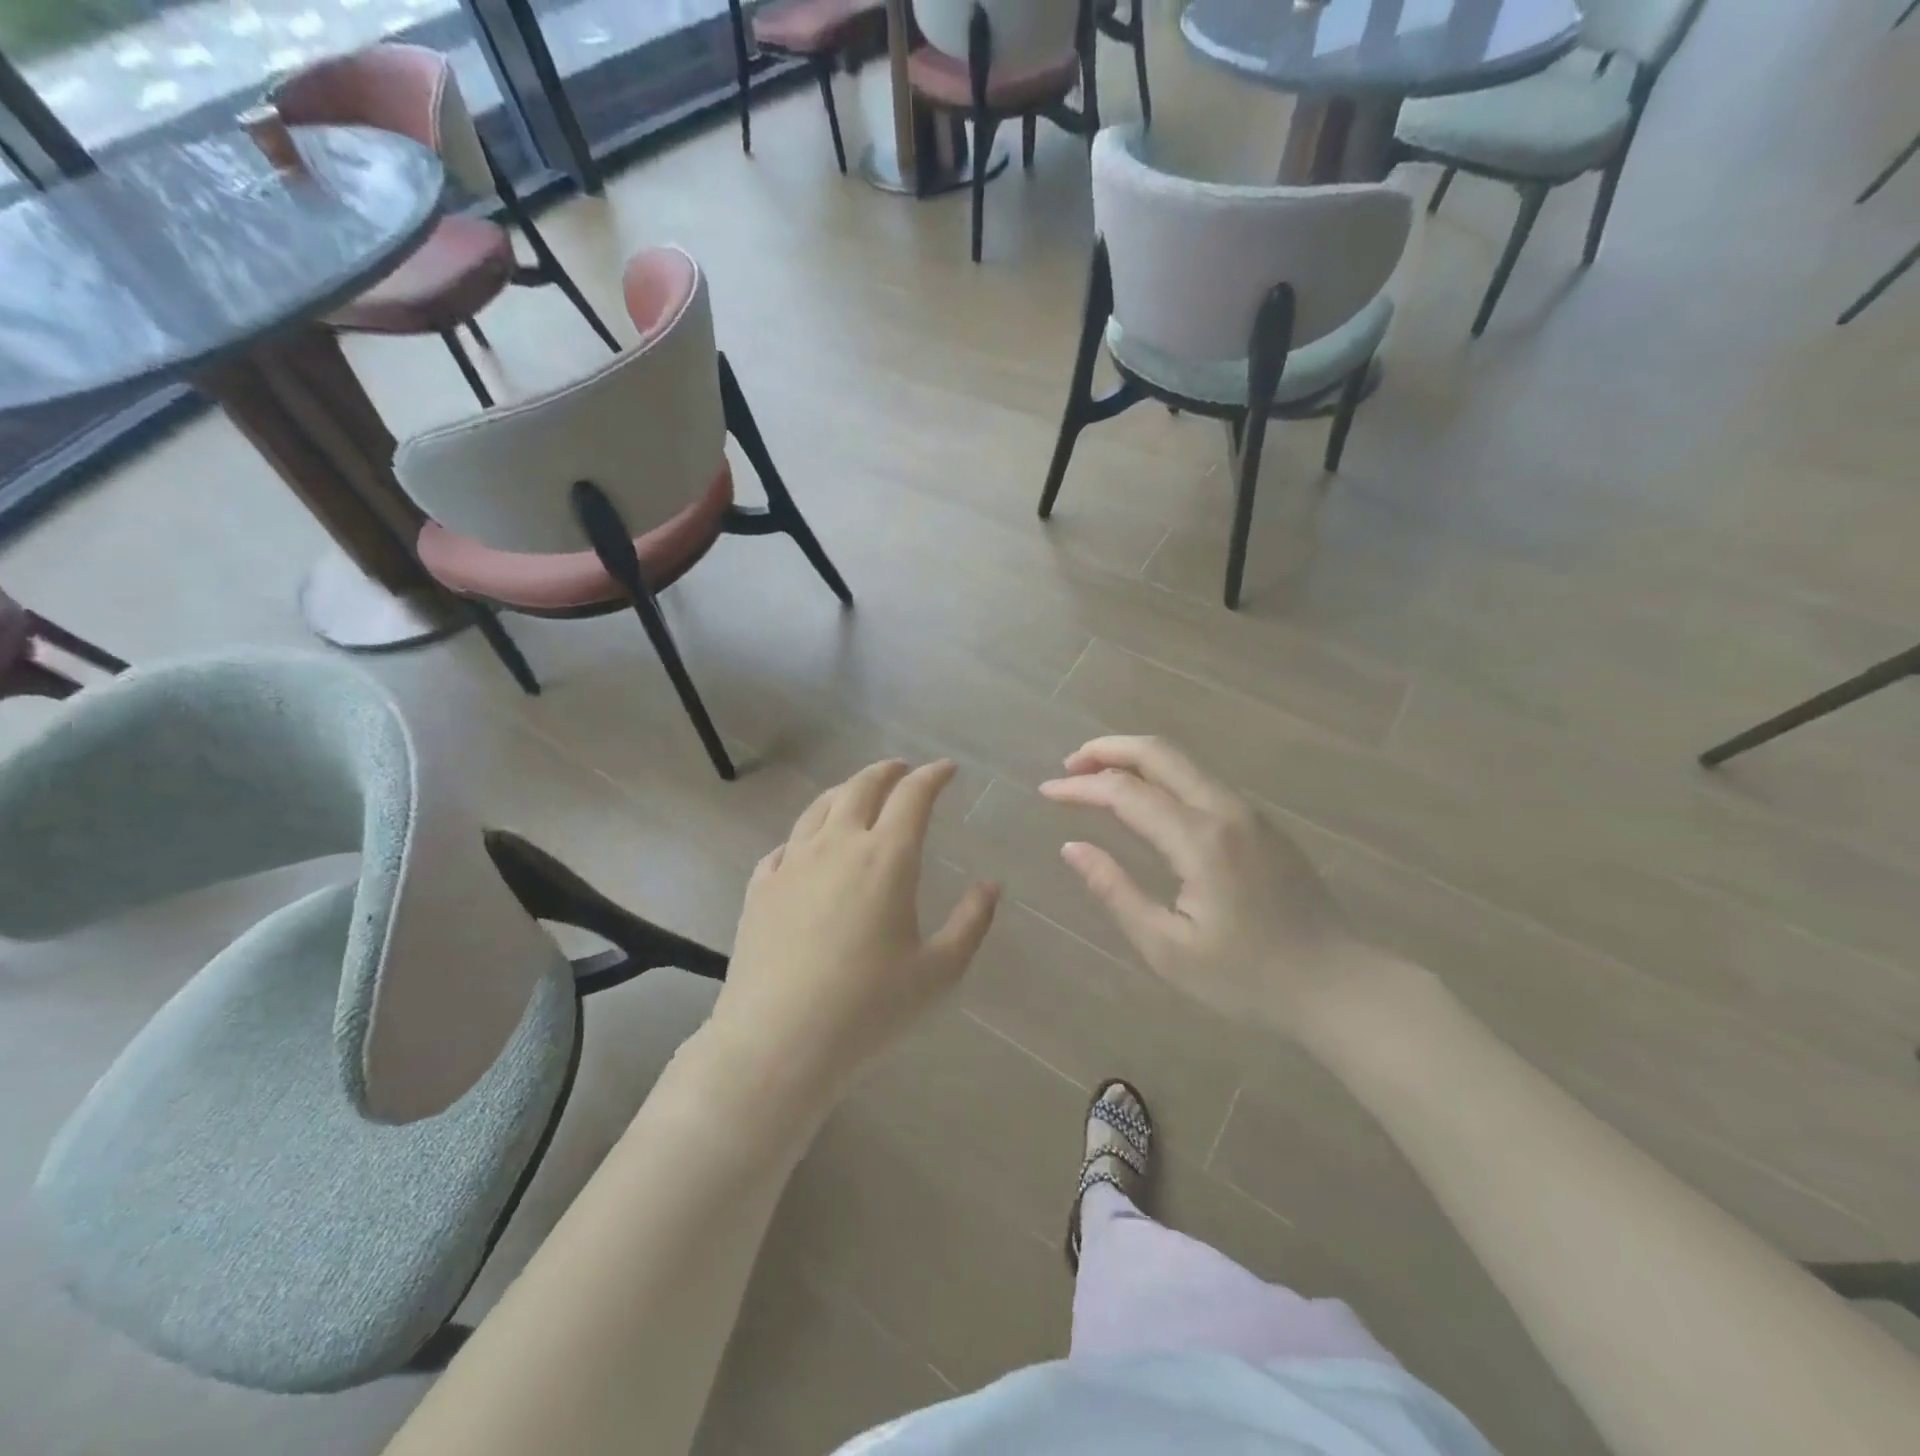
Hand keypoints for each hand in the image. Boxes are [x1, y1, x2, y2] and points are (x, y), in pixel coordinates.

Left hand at [710, 759, 999, 1098]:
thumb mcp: (938, 971)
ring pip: (819, 808)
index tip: (946, 769)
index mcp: (886, 858)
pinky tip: (806, 848)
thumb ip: (971, 923)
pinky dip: (805, 834)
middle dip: (887, 772)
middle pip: (861, 788)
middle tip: (902, 769)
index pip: (912, 796)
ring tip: (857, 793)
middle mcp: (837, 845)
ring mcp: (792, 863)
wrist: (777, 1041)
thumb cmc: (868, 1008)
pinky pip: (784, 845)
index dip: (932, 776)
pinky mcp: (760, 887)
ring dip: (844, 791)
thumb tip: (990, 886)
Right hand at [1040, 736, 1375, 1034]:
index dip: (1080, 788)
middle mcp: (1225, 810)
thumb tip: (1072, 848)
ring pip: (1183, 762)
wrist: (1339, 986)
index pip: (1125, 792)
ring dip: (1135, 760)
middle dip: (1107, 750)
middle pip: (1159, 753)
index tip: (1046, 793)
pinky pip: (1201, 782)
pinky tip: (1145, 801)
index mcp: (1199, 840)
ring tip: (1096, 778)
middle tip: (1069, 767)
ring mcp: (1249, 813)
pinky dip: (1162, 776)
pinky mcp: (1261, 824)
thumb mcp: (1168, 948)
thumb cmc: (1248, 978)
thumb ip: (1115, 891)